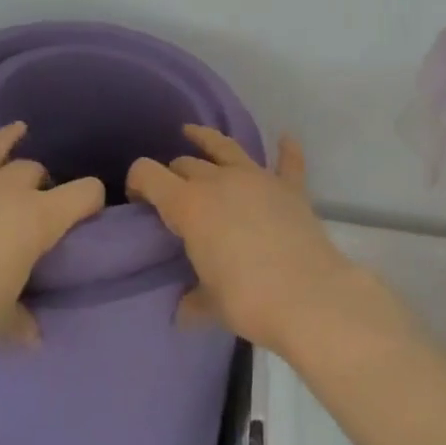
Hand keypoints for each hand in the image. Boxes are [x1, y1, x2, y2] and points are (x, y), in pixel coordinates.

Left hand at [0, 123, 105, 366]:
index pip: (85, 193)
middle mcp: (5, 187)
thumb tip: (33, 336)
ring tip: (15, 132)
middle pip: (34, 169)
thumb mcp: (2, 319)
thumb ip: (21, 320)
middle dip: (38, 182)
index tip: (89, 211)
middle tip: (31, 203)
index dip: (92, 199)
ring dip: (5, 140)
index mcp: (37, 217)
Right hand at [127, 127, 392, 358]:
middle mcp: (219, 180)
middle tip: (172, 194)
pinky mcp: (290, 188)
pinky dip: (286, 150)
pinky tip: (286, 138)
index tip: (137, 200)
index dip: (137, 182)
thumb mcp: (209, 303)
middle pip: (186, 164)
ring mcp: (258, 179)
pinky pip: (288, 162)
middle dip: (173, 174)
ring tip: (194, 133)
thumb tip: (183, 311)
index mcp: (189, 204)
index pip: (148, 175)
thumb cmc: (247, 299)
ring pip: (226, 148)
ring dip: (207, 140)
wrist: (309, 296)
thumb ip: (193, 301)